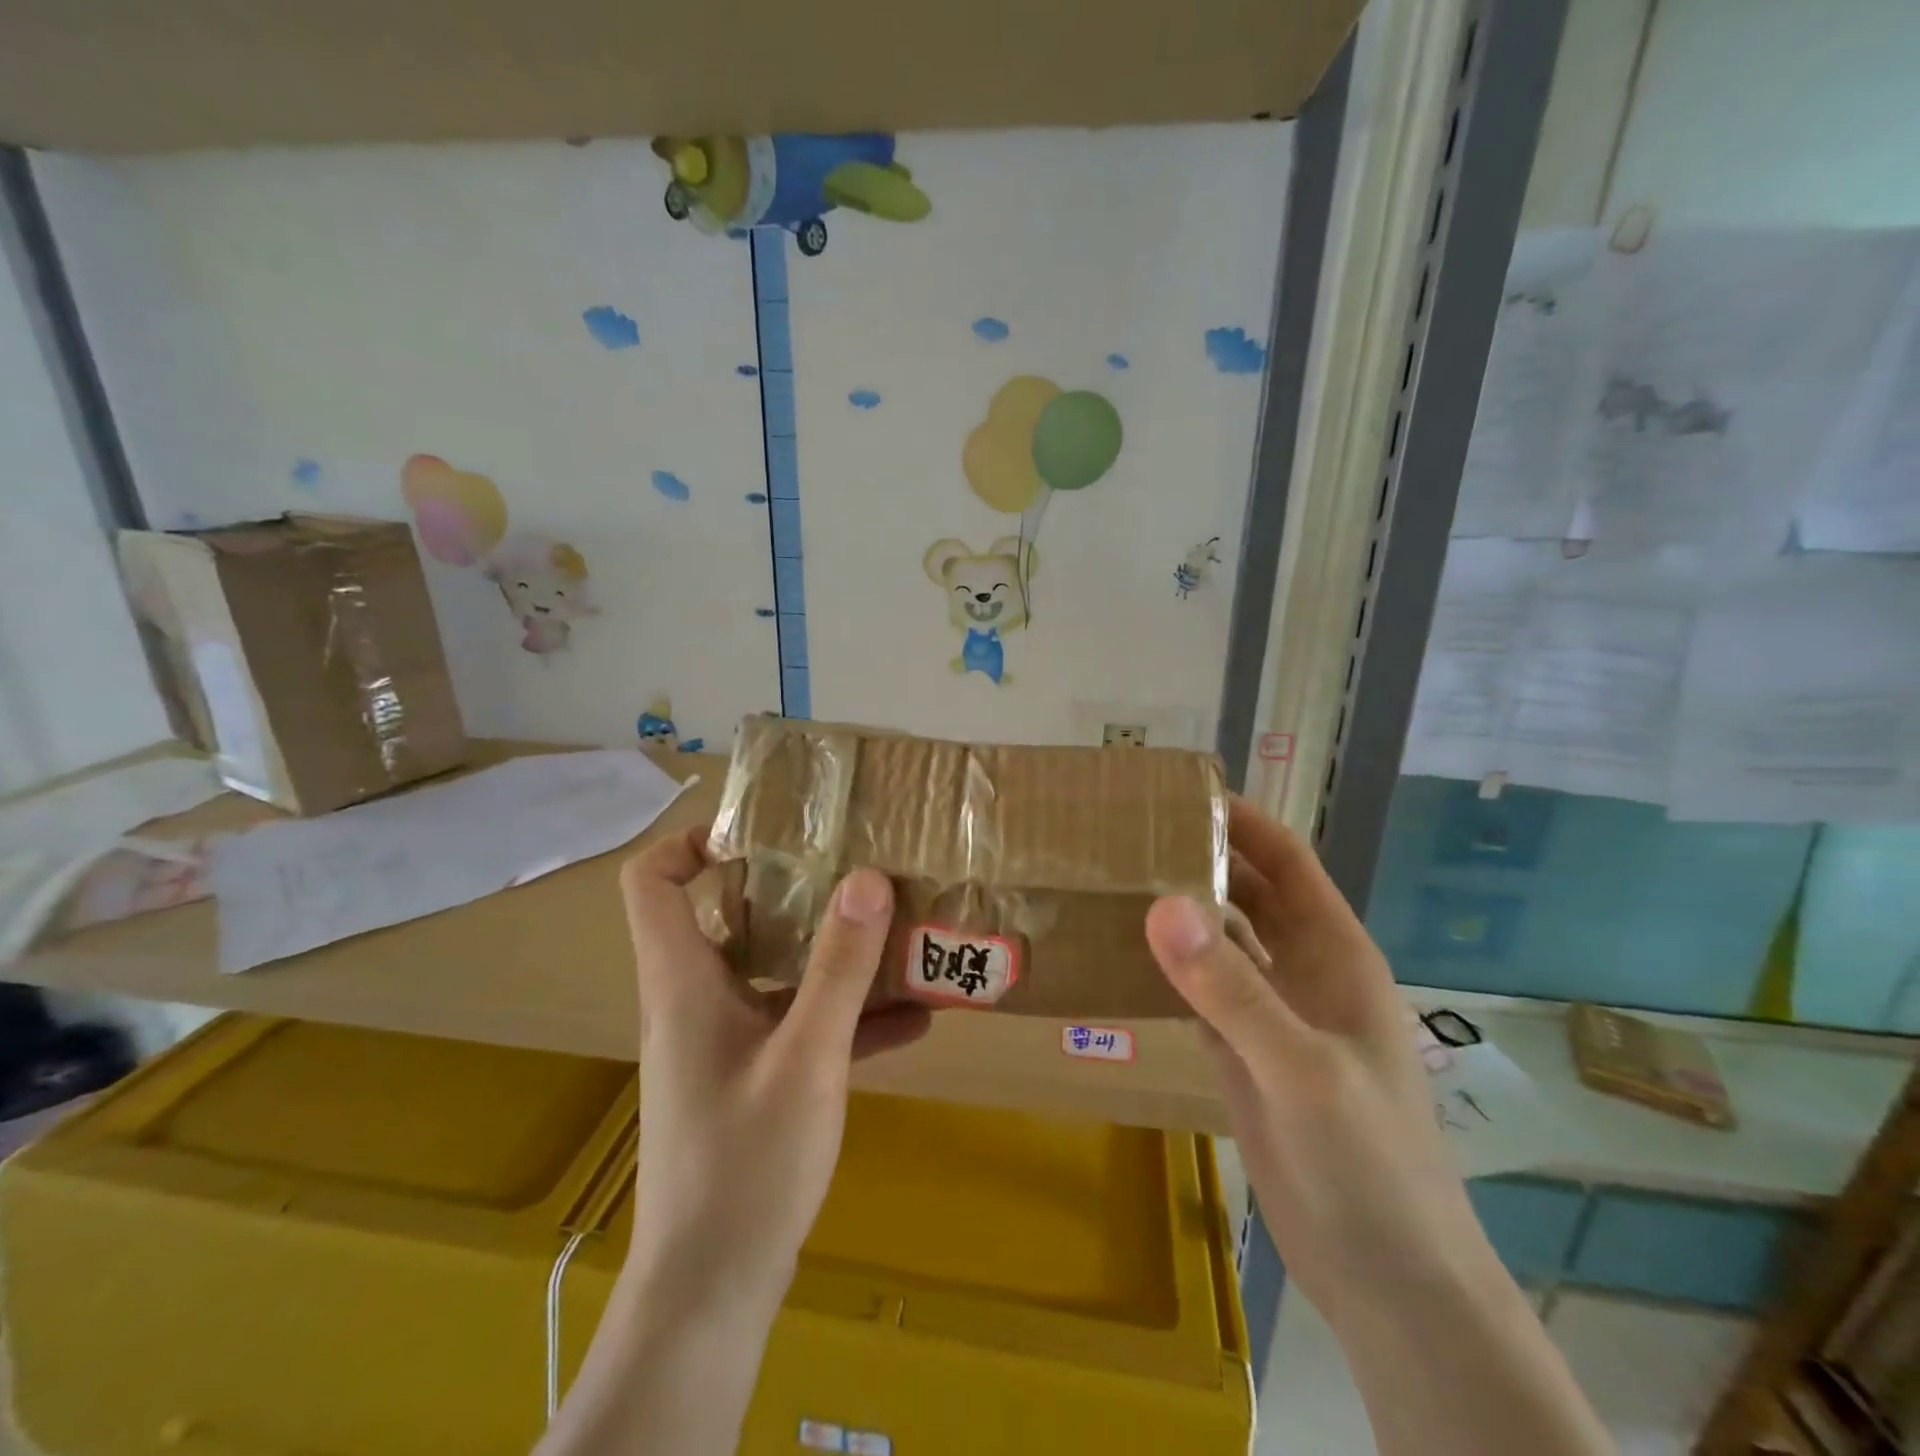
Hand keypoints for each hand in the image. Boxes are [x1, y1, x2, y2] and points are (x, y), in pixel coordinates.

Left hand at [618, 827, 930, 1304]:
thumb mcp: (807, 1058)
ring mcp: (724, 1042)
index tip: (765, 832)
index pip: (654, 881)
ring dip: (831, 954)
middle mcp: (696, 1000)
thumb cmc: (746, 1165)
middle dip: (792, 887)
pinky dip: (844, 1015)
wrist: (711, 1295)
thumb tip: (867, 877)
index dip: (694, 841)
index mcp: (684, 981)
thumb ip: (839, 967)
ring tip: (898, 933)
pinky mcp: (752, 1079)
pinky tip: (912, 1021)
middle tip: (853, 868)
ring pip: (773, 971)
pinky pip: (798, 1025)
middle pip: (729, 916)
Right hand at [1144, 800, 1490, 1321]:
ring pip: (1220, 940)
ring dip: (1177, 912)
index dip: (1240, 820)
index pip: (1284, 860)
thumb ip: (1231, 988)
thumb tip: (1161, 904)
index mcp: (1333, 952)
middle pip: (1246, 891)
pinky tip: (1120, 956)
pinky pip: (1200, 991)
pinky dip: (1166, 968)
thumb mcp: (1300, 1069)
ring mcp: (1272, 1013)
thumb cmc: (1367, 1163)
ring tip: (1111, 883)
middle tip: (1123, 835)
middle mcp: (1302, 970)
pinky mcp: (1244, 1053)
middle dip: (1197, 857)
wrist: (1389, 1280)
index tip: (1174, 794)